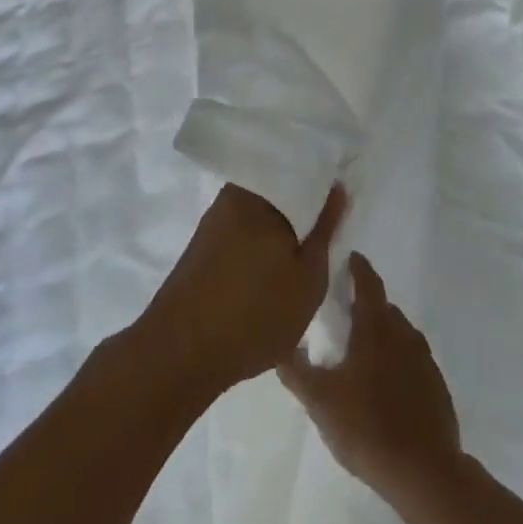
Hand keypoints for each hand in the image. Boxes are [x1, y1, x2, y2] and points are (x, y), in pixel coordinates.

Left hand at [137, 184, 347, 397]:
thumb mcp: (308, 278)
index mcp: (262, 193)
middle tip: (327, 230)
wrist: (180, 353)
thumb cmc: (255, 314)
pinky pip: (242, 227)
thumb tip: (337, 188)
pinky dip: (260, 241)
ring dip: (281, 225)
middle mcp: (235, 194)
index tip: (342, 200)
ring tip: (303, 252)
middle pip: (280, 188)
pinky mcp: (203, 242)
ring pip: (260, 209)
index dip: (325, 185)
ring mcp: (215, 217)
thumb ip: (325, 230)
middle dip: (303, 205)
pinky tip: (272, 266)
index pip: (302, 170)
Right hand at [278, 254, 464, 509]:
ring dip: (382, 333)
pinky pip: (413, 361)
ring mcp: (424, 359)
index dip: (357, 267)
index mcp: (376, 326)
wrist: (425, 473)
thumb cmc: (367, 427)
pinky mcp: (436, 386)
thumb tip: (277, 343)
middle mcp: (403, 333)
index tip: (347, 258)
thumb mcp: (320, 401)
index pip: (367, 281)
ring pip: (400, 333)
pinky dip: (398, 361)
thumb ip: (295, 370)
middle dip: (364, 304)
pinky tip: (385, 385)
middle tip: (342, 313)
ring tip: (361, 350)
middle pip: (383, 307)